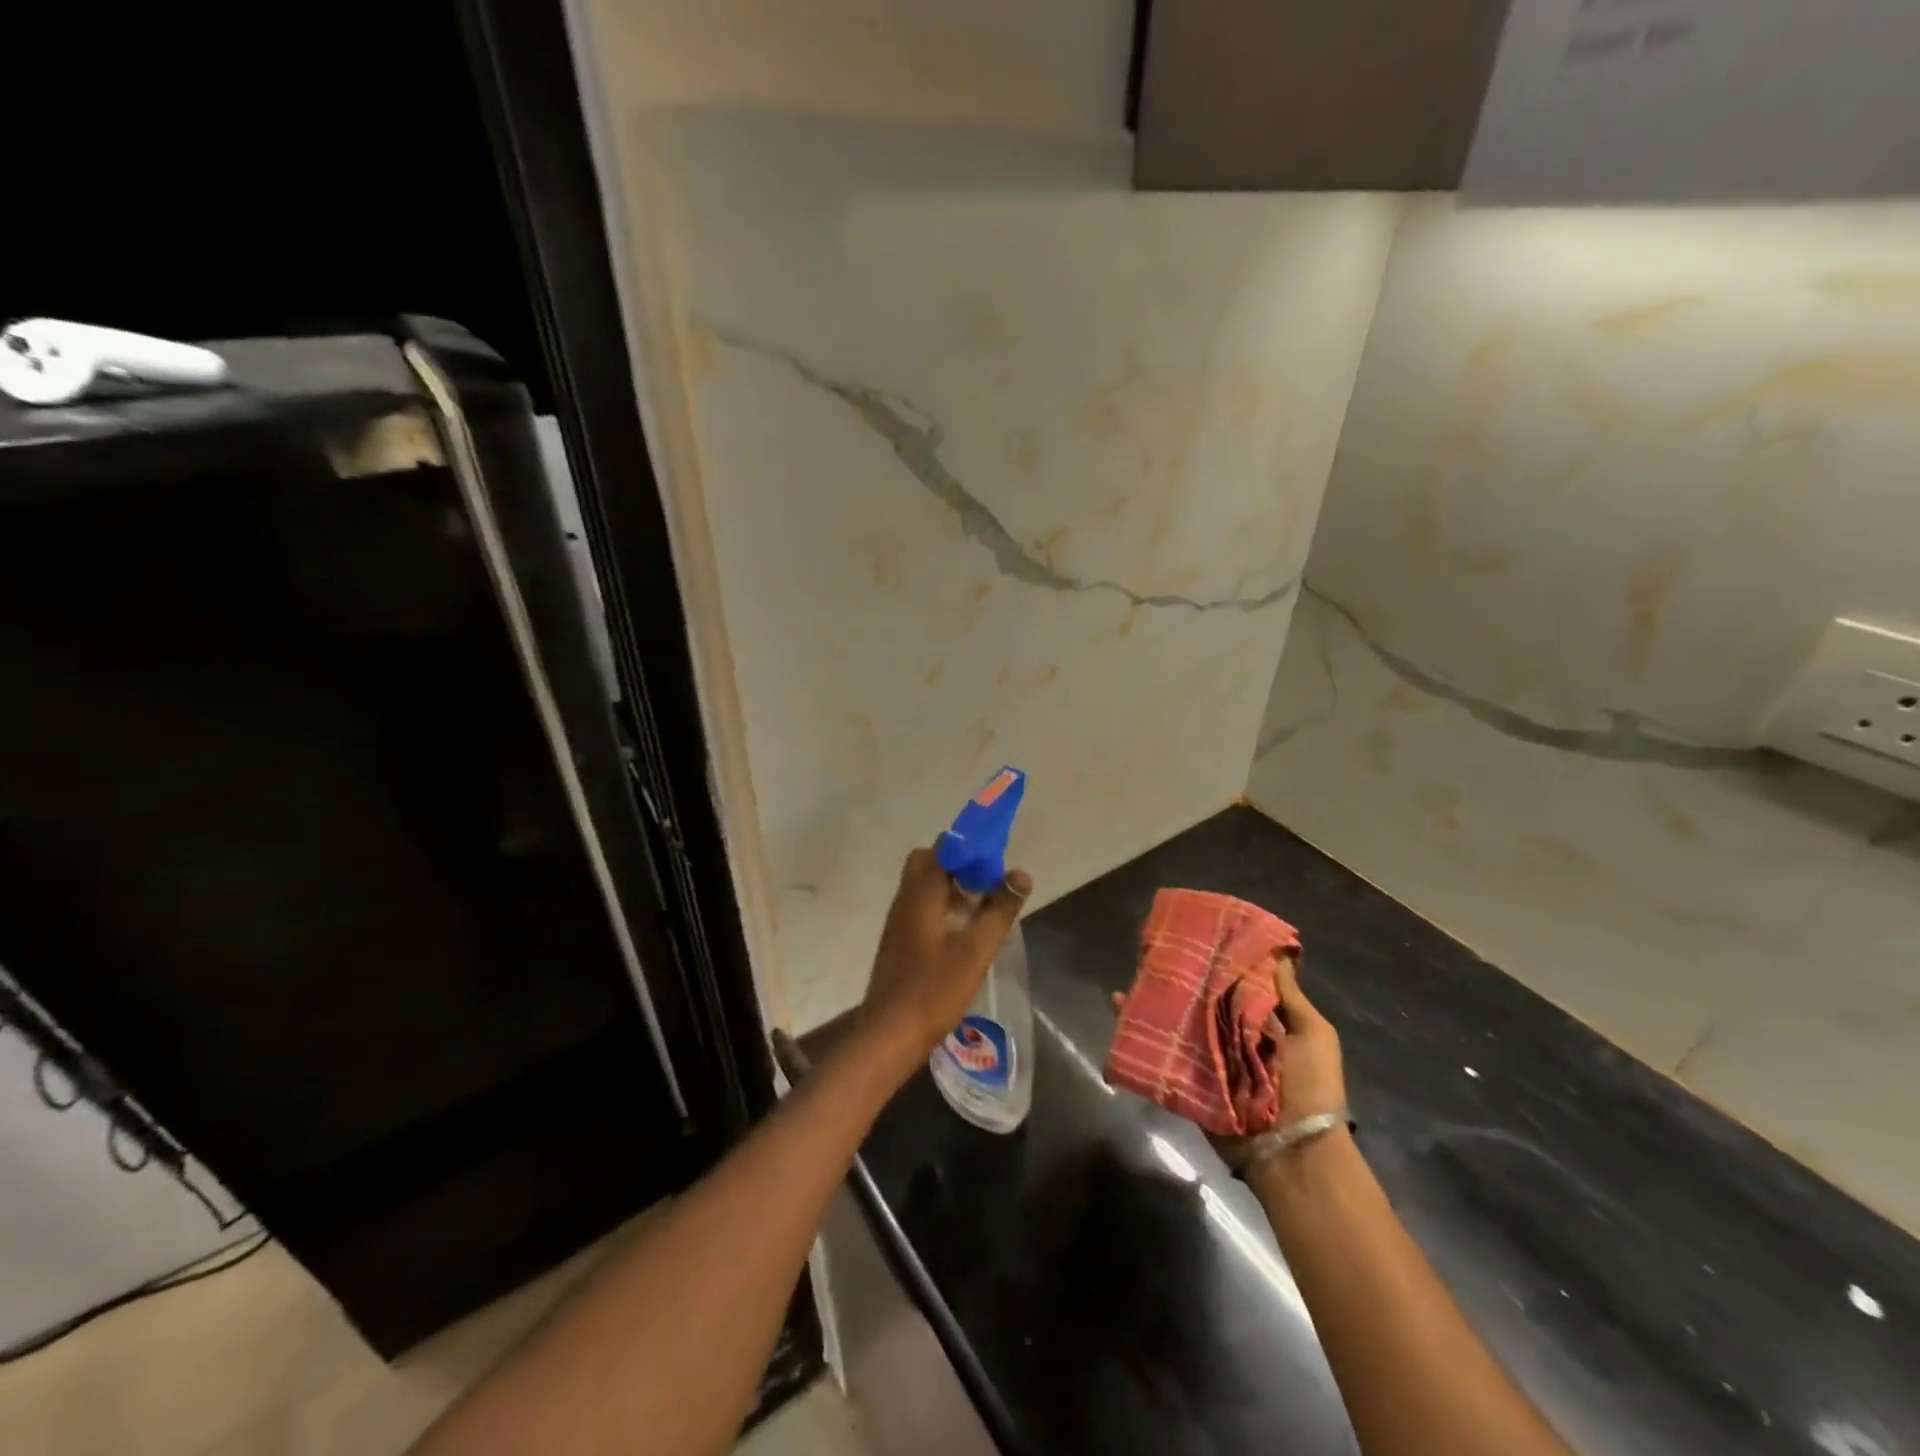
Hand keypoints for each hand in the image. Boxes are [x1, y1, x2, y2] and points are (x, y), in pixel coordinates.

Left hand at [860, 847, 1031, 1061]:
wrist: (890, 1034)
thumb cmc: (934, 989)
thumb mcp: (976, 950)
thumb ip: (1000, 910)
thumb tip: (1021, 874)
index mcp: (920, 893)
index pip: (942, 848)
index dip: (970, 847)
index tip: (995, 860)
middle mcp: (905, 899)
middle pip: (929, 863)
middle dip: (960, 866)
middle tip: (988, 884)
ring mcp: (898, 921)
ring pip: (925, 887)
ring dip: (953, 888)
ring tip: (984, 907)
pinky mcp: (899, 940)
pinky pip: (922, 908)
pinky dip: (943, 908)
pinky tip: (964, 933)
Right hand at [1107, 952, 1345, 1163]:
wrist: (1292, 1152)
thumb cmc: (1310, 1087)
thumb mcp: (1314, 1035)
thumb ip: (1292, 996)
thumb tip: (1282, 952)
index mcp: (1262, 1020)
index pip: (1236, 981)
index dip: (1220, 958)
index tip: (1198, 929)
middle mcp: (1232, 1033)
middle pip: (1203, 997)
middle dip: (1183, 975)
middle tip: (1156, 948)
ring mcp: (1208, 1055)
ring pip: (1178, 1018)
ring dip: (1155, 997)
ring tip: (1133, 971)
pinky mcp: (1188, 1076)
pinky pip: (1161, 1048)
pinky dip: (1138, 1028)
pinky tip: (1119, 1005)